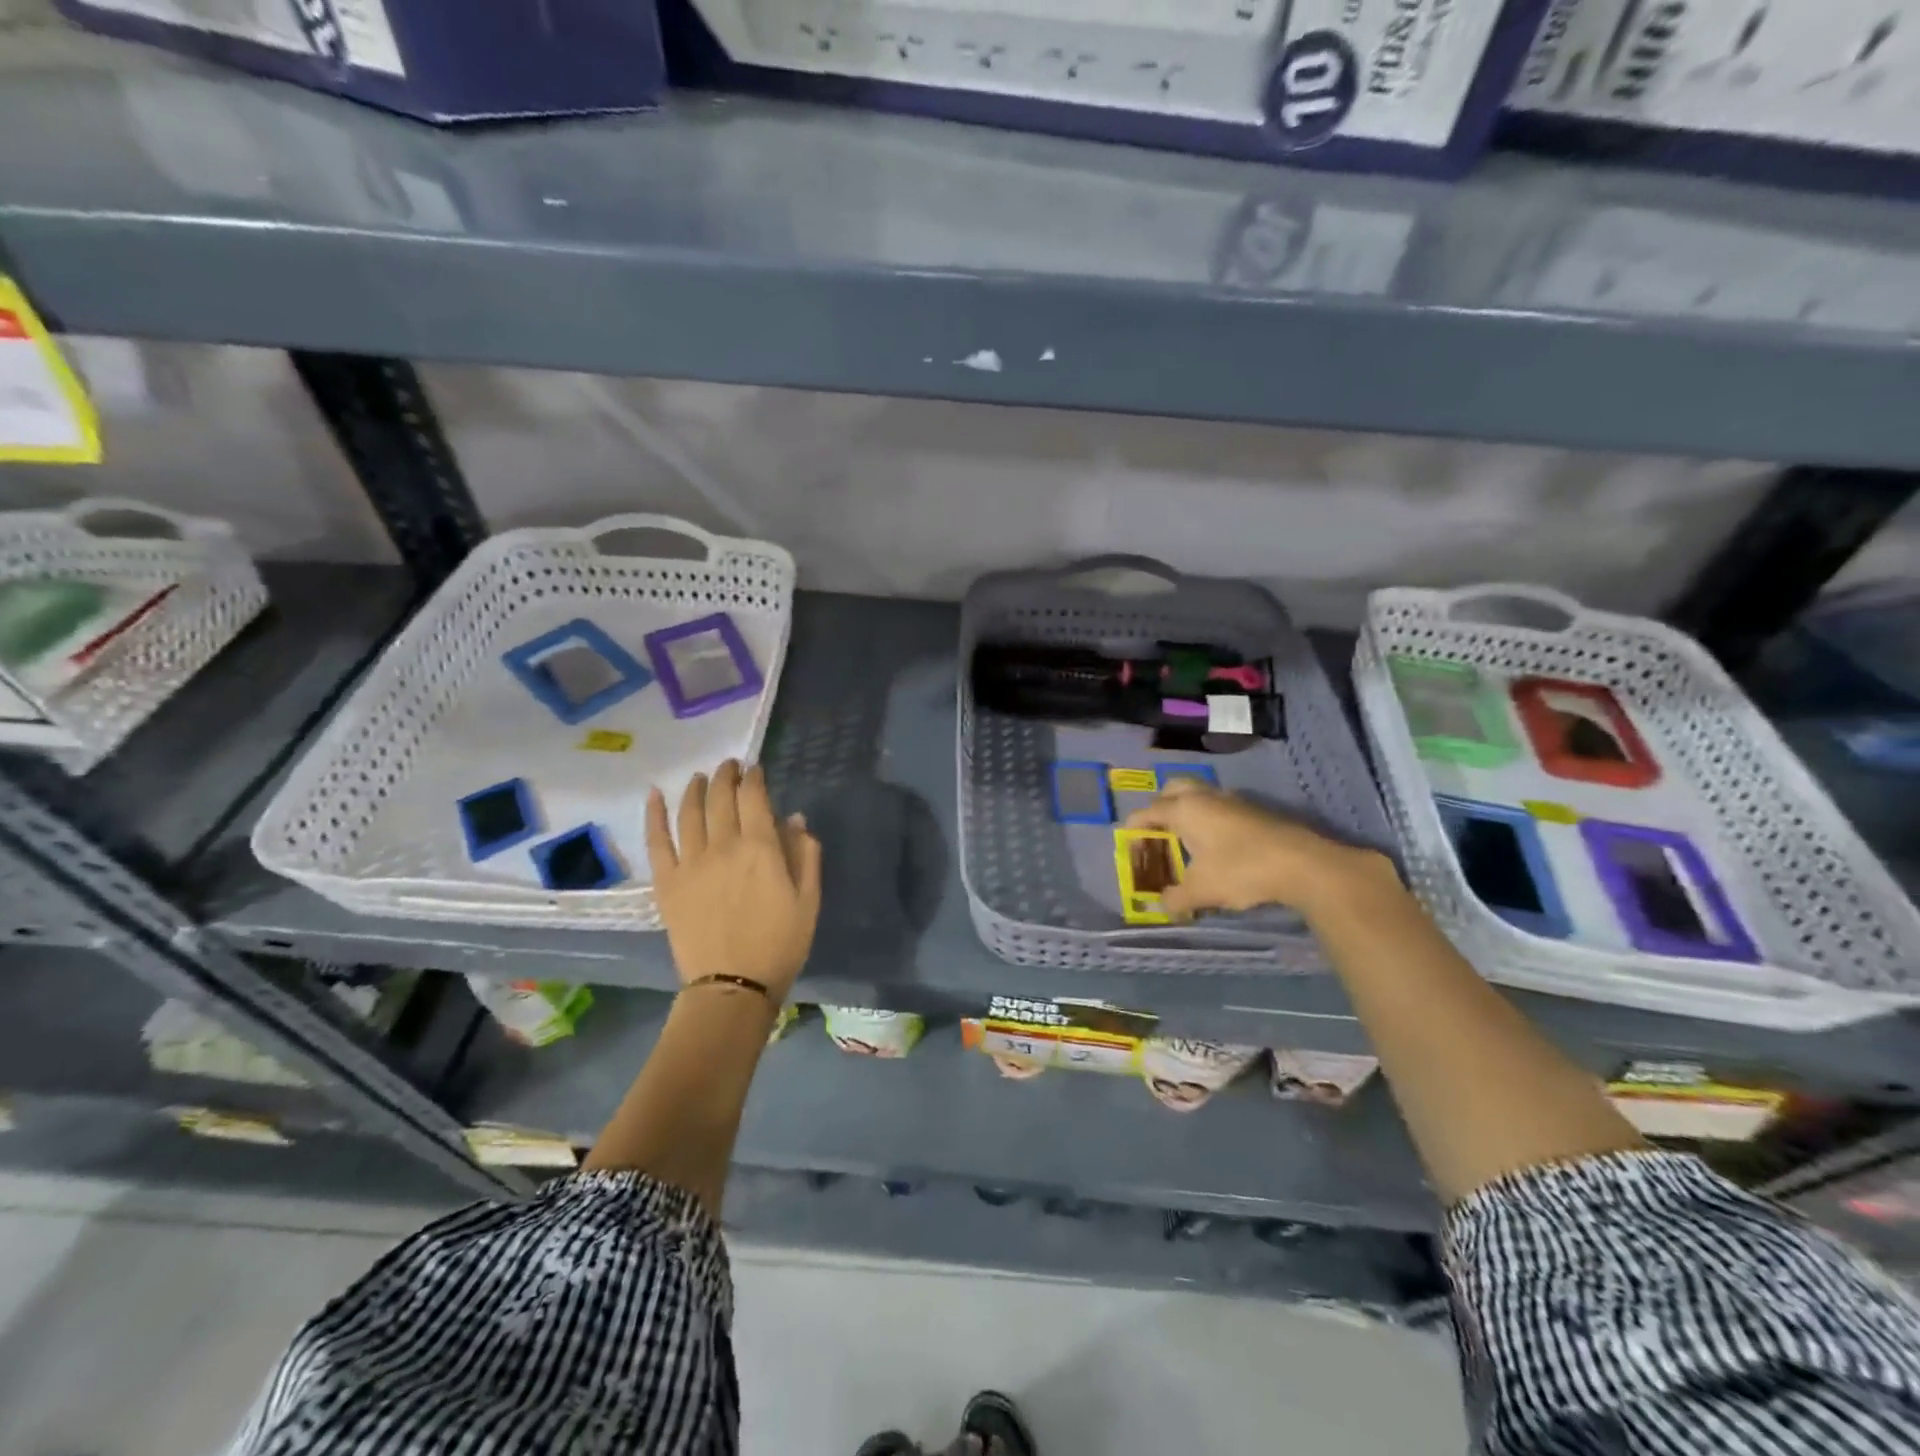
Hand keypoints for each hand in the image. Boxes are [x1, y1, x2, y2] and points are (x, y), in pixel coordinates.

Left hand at [646, 760, 821, 998]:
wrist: (733, 986)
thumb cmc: (780, 943)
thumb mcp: (808, 899)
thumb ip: (804, 855)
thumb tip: (795, 819)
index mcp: (761, 849)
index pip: (755, 798)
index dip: (754, 779)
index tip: (755, 769)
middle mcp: (724, 846)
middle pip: (721, 798)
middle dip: (726, 776)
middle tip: (730, 766)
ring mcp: (691, 863)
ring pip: (689, 813)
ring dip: (696, 789)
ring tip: (700, 777)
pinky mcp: (667, 882)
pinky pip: (657, 841)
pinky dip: (654, 814)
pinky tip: (655, 795)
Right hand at [1124, 777, 1390, 919]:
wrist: (1302, 864)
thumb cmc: (1241, 870)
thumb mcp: (1201, 891)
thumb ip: (1176, 898)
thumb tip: (1164, 906)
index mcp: (1184, 809)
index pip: (1147, 812)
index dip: (1134, 829)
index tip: (1130, 846)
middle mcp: (1205, 797)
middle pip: (1173, 789)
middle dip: (1160, 806)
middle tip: (1158, 832)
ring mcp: (1232, 800)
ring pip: (1200, 795)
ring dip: (1188, 810)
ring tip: (1186, 839)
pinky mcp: (1255, 810)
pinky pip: (1220, 807)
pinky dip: (1210, 818)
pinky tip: (1216, 844)